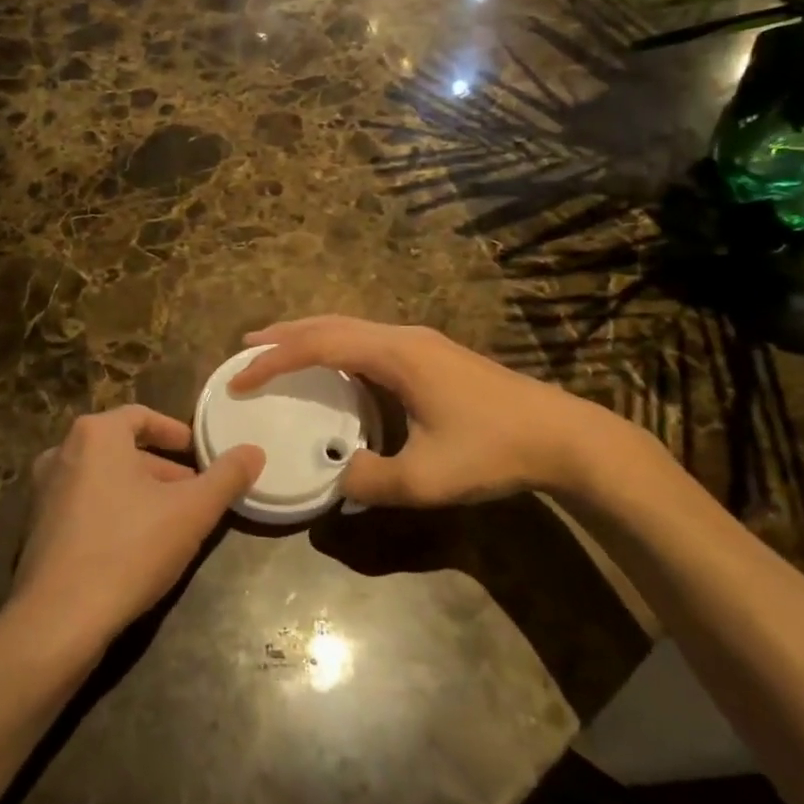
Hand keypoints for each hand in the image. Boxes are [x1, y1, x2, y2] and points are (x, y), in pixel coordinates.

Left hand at [12, 405, 264, 656]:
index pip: (141, 416)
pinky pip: (83, 506)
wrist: (59, 620)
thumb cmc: (129, 548)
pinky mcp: (36, 529)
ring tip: (171, 521)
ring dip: (138, 493)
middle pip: (122, 450)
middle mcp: (62, 452)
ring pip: (103, 479)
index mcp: (95, 434)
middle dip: (161, 469)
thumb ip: (227, 476)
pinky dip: (112, 513)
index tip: (199, 453)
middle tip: (193, 492)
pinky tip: (135, 547)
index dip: (175, 432)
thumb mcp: (192, 511)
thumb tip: (254, 451)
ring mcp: (43, 492)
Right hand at [230, 316, 655, 506]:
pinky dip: (336, 346)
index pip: (318, 345)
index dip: (274, 360)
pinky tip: (335, 367)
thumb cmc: (493, 451)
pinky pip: (369, 340)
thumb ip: (371, 480)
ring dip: (311, 336)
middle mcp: (403, 337)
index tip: (240, 376)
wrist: (562, 436)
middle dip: (285, 334)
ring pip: (351, 327)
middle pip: (330, 324)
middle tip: (246, 348)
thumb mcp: (426, 479)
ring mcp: (421, 343)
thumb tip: (337, 474)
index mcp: (395, 355)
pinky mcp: (433, 355)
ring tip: (279, 351)